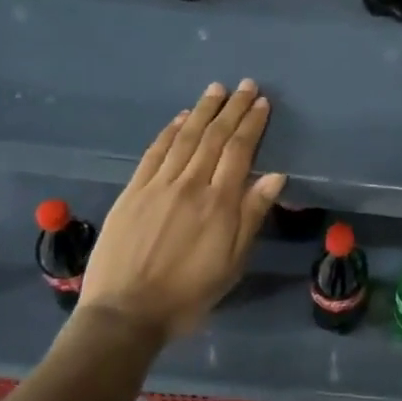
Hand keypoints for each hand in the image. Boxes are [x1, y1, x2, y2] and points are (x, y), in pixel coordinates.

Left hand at [79, 79, 286, 342]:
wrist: (125, 314)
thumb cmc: (189, 294)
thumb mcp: (233, 263)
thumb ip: (252, 216)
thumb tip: (276, 176)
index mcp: (220, 203)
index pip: (240, 151)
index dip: (252, 124)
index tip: (262, 103)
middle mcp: (190, 185)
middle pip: (214, 137)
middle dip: (232, 108)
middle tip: (246, 86)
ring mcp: (158, 186)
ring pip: (185, 138)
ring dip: (203, 110)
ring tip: (217, 89)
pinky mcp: (132, 193)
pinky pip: (154, 153)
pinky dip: (169, 132)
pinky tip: (179, 119)